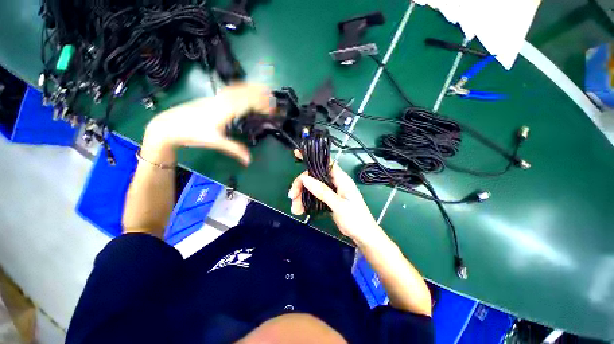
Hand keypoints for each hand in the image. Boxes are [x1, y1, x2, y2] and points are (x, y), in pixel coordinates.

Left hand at [145, 83, 273, 164]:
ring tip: (263, 90)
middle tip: (272, 97)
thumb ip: (235, 150)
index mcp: (225, 109)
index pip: (249, 102)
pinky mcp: (213, 98)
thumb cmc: (192, 133)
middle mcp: (223, 100)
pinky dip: (241, 88)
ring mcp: (217, 97)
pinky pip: (231, 89)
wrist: (169, 124)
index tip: (272, 109)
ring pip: (237, 88)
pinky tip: (243, 91)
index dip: (262, 105)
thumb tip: (250, 160)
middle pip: (245, 92)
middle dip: (260, 93)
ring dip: (251, 88)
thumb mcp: (216, 142)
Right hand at [288, 164, 382, 243]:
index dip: (312, 158)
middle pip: (313, 177)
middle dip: (301, 185)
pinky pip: (313, 197)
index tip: (296, 155)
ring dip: (301, 196)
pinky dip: (305, 202)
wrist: (362, 235)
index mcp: (341, 179)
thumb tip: (305, 178)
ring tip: (295, 209)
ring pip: (311, 188)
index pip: (325, 163)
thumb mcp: (339, 204)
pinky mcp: (327, 200)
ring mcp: (330, 191)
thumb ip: (322, 191)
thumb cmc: (355, 218)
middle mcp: (335, 182)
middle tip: (292, 197)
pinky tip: (300, 210)